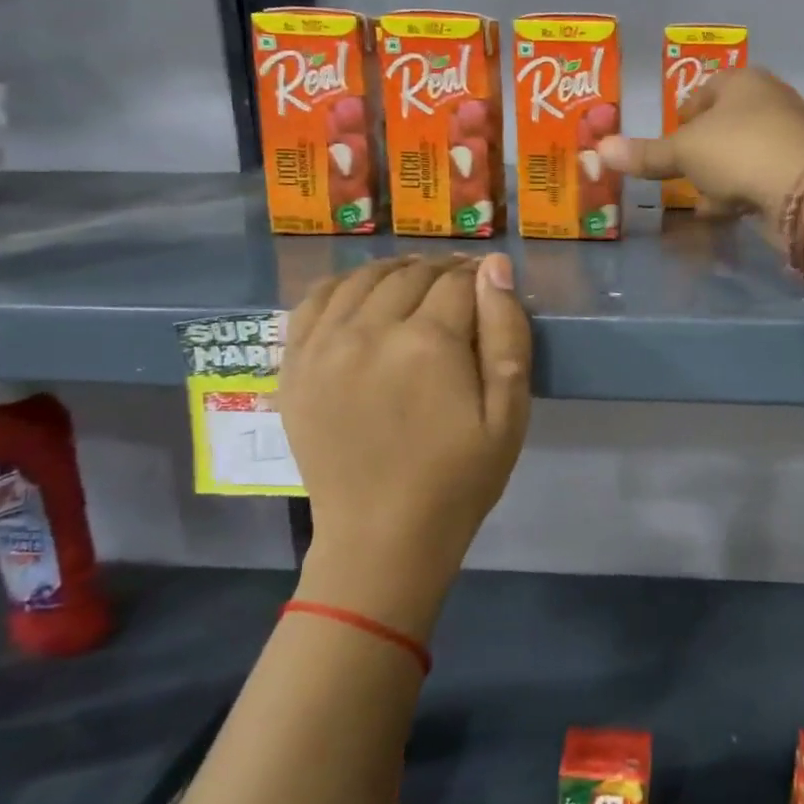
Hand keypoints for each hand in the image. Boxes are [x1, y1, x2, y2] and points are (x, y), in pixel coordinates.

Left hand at [279, 255, 531, 637]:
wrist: (383, 537)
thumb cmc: (460, 479)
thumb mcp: (509, 413)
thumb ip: (507, 333)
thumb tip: (494, 266)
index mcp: (428, 343)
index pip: (457, 281)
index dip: (479, 276)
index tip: (489, 284)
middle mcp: (369, 332)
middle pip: (410, 275)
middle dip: (442, 271)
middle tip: (460, 286)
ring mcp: (323, 348)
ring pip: (361, 279)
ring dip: (395, 272)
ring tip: (416, 284)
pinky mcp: (294, 368)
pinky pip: (313, 302)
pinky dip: (342, 285)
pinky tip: (362, 295)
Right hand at [596, 67, 803, 231]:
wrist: (803, 190)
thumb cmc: (737, 151)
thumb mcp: (683, 152)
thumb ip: (646, 153)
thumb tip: (600, 149)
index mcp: (744, 81)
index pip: (707, 88)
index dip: (685, 112)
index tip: (672, 137)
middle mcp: (772, 100)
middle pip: (727, 122)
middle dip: (704, 147)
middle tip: (683, 169)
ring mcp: (791, 135)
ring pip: (745, 151)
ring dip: (722, 173)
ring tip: (700, 195)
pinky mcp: (801, 170)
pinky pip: (761, 177)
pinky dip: (742, 191)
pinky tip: (724, 211)